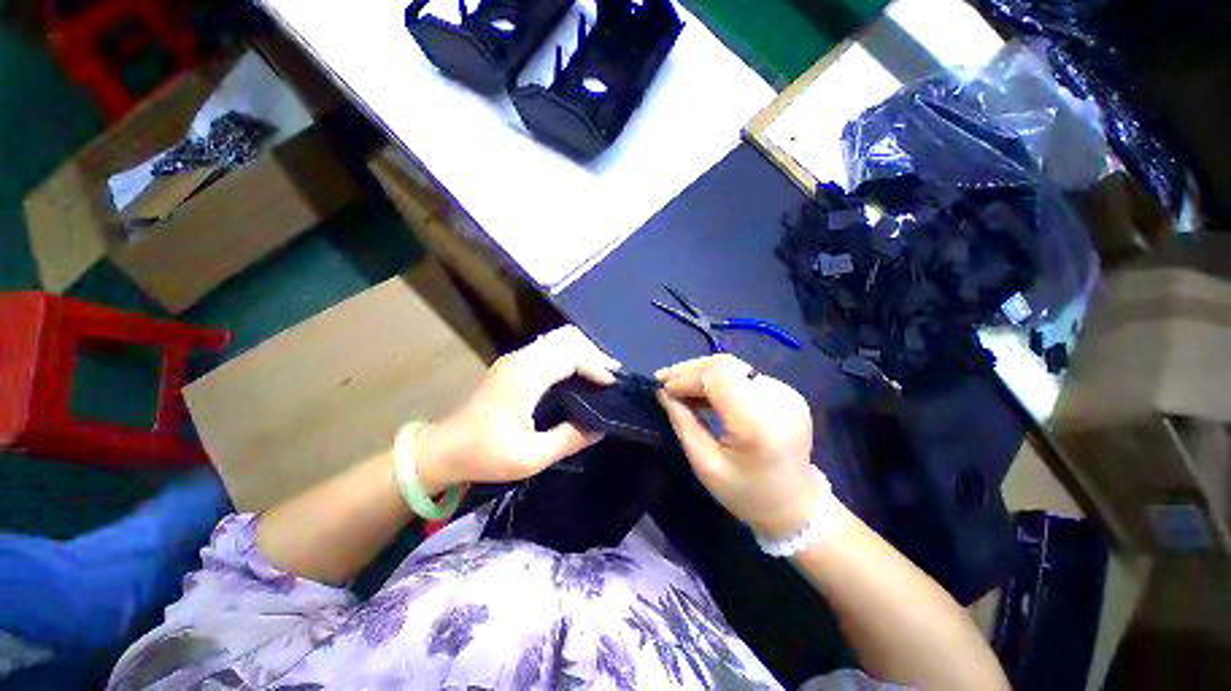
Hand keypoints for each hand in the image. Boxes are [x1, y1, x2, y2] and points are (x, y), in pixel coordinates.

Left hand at [416, 326, 620, 489]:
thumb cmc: (484, 454)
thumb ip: (568, 440)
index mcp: (526, 376)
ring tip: (600, 371)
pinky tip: (578, 371)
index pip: (570, 355)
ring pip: (559, 338)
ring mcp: (516, 358)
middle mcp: (522, 358)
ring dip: (582, 350)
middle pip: (567, 338)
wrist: (443, 448)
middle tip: (611, 374)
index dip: (595, 366)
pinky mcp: (514, 363)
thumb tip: (599, 428)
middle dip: (593, 352)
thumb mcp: (529, 457)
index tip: (612, 384)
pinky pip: (550, 346)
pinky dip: (570, 353)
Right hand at [656, 354, 822, 538]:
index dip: (686, 376)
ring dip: (703, 373)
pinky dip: (719, 380)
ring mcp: (786, 392)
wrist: (797, 507)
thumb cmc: (747, 493)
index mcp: (758, 421)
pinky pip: (744, 376)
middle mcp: (777, 398)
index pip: (718, 376)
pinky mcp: (787, 392)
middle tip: (665, 381)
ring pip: (733, 367)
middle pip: (725, 365)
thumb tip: (663, 393)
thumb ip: (683, 423)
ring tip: (679, 386)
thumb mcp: (705, 465)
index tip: (662, 388)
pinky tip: (704, 392)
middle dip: (690, 370)